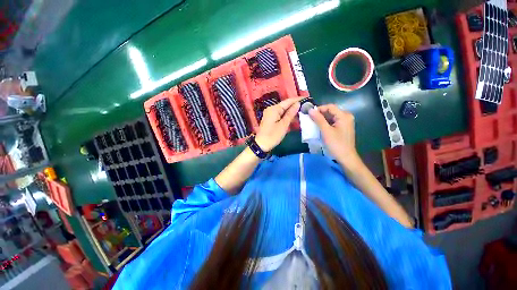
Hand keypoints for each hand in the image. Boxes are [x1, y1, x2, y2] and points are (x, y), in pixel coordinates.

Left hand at [255, 97, 302, 151]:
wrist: (261, 144)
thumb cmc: (273, 135)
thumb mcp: (283, 125)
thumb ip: (290, 114)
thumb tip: (297, 104)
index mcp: (274, 109)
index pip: (288, 101)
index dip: (297, 99)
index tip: (307, 98)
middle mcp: (271, 109)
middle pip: (285, 105)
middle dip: (295, 105)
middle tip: (307, 105)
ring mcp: (270, 113)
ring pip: (283, 110)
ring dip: (291, 110)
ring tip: (302, 110)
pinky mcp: (270, 118)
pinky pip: (280, 114)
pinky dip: (286, 115)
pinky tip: (293, 116)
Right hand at [309, 104, 360, 167]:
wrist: (346, 158)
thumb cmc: (336, 144)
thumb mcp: (326, 131)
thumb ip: (318, 119)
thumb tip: (310, 110)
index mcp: (344, 116)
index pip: (330, 107)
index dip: (319, 109)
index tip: (309, 114)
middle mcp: (346, 117)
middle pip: (331, 111)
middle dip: (319, 115)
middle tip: (310, 119)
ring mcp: (345, 122)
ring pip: (331, 117)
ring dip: (321, 119)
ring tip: (312, 123)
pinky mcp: (342, 128)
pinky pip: (332, 122)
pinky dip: (325, 124)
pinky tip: (319, 128)